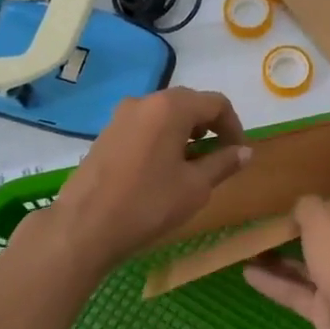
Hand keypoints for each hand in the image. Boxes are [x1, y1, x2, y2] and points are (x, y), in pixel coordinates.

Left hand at [43, 88, 250, 271]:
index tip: (238, 153)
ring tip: (191, 166)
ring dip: (185, 133)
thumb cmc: (148, 204)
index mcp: (171, 107)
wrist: (84, 227)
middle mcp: (145, 101)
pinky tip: (162, 170)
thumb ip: (224, 163)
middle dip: (210, 127)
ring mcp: (121, 116)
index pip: (216, 103)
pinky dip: (162, 139)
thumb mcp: (196, 187)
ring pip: (165, 115)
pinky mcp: (106, 134)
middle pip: (189, 103)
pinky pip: (145, 126)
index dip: (234, 126)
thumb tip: (245, 151)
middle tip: (219, 158)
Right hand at [244, 197, 329, 328]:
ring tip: (251, 245)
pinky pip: (298, 293)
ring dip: (282, 258)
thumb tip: (301, 205)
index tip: (309, 192)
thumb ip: (309, 209)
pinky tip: (247, 272)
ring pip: (311, 267)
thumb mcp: (324, 223)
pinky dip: (275, 283)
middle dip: (303, 231)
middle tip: (271, 218)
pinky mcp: (328, 313)